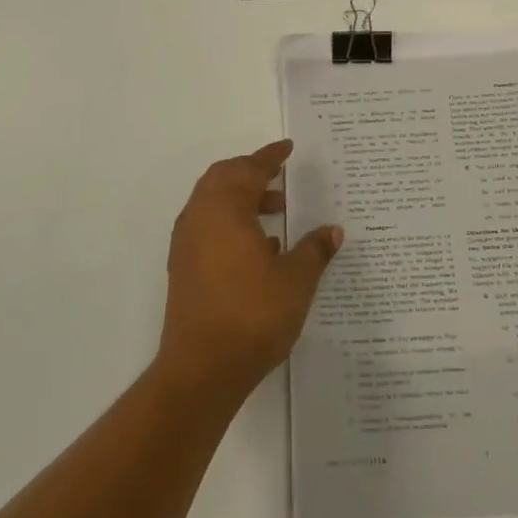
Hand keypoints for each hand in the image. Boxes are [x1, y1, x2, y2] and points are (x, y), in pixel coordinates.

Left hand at [157, 140, 343, 403]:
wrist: (202, 369)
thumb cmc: (252, 315)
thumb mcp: (296, 280)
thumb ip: (315, 250)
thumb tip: (333, 230)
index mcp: (225, 209)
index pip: (249, 169)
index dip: (270, 156)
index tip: (287, 148)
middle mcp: (200, 218)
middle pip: (223, 178)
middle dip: (252, 173)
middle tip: (281, 177)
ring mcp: (187, 243)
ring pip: (213, 203)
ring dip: (242, 198)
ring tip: (278, 212)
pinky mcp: (183, 267)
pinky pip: (208, 226)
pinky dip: (231, 221)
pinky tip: (260, 246)